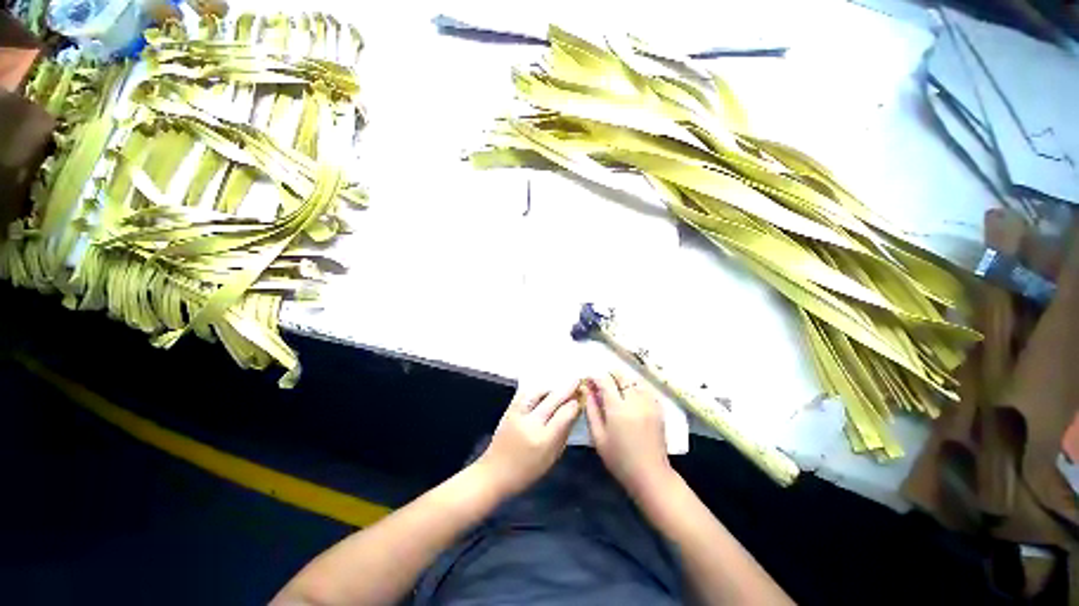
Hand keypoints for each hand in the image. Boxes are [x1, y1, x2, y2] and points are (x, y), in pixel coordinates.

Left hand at [474, 383, 582, 496]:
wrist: (494, 473)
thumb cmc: (527, 472)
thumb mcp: (551, 458)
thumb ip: (563, 434)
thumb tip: (573, 414)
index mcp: (543, 439)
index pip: (563, 415)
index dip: (574, 404)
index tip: (581, 397)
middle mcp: (530, 423)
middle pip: (552, 401)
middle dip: (566, 389)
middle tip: (576, 380)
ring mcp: (517, 414)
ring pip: (537, 393)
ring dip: (550, 388)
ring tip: (559, 388)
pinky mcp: (509, 410)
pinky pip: (525, 394)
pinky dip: (536, 391)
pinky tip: (542, 391)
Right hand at [583, 374, 672, 497]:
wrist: (650, 475)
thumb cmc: (619, 459)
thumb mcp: (598, 437)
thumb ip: (591, 410)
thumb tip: (587, 390)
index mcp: (618, 408)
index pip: (606, 381)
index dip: (595, 377)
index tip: (589, 380)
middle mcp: (635, 401)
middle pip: (622, 376)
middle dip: (610, 376)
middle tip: (601, 384)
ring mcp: (649, 403)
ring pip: (634, 381)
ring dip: (623, 381)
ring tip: (616, 390)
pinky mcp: (658, 409)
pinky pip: (645, 390)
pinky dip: (636, 388)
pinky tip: (631, 398)